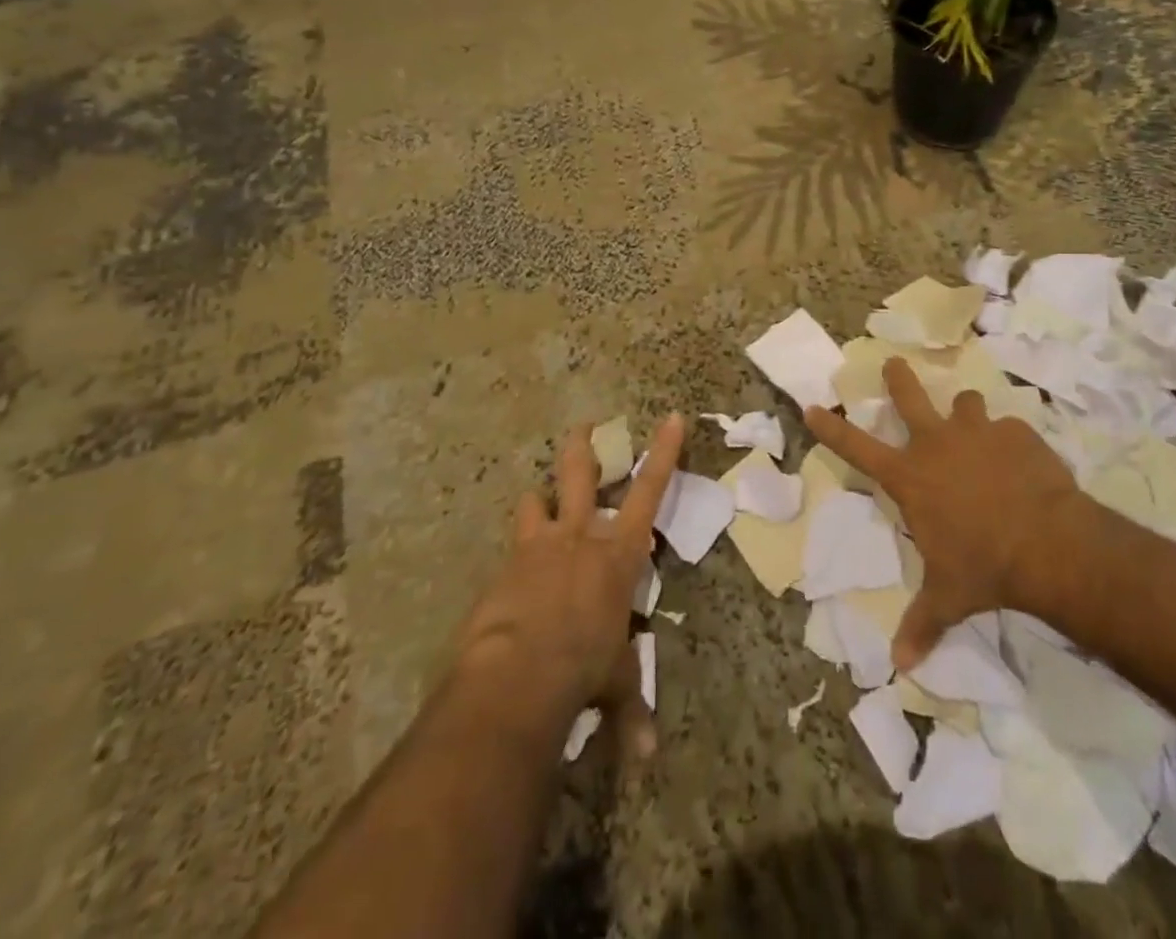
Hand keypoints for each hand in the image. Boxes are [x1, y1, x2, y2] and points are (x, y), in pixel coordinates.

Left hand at [451, 414, 685, 756]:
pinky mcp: (503, 567)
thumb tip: (643, 759)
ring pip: (536, 502)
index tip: (672, 417)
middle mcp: (580, 536)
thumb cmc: (583, 667)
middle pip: (581, 475)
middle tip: (584, 426)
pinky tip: (509, 578)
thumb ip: (628, 712)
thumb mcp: (613, 683)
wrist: (517, 673)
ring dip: (538, 500)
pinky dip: (515, 557)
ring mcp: (538, 546)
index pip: (650, 490)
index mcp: (618, 554)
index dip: (664, 452)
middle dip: (583, 447)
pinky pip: (511, 549)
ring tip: (537, 501)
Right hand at [807, 359, 1078, 670]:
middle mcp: (937, 443)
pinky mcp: (1016, 432)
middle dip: (898, 377)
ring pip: (965, 403)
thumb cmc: (983, 567)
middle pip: (908, 396)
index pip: (856, 448)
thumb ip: (922, 624)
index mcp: (910, 477)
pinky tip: (1024, 464)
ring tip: (977, 429)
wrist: (1047, 544)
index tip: (813, 405)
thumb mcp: (947, 597)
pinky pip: (1009, 428)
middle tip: (894, 363)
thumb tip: (901, 667)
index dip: (831, 428)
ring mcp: (977, 432)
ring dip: (966, 414)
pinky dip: (1011, 441)